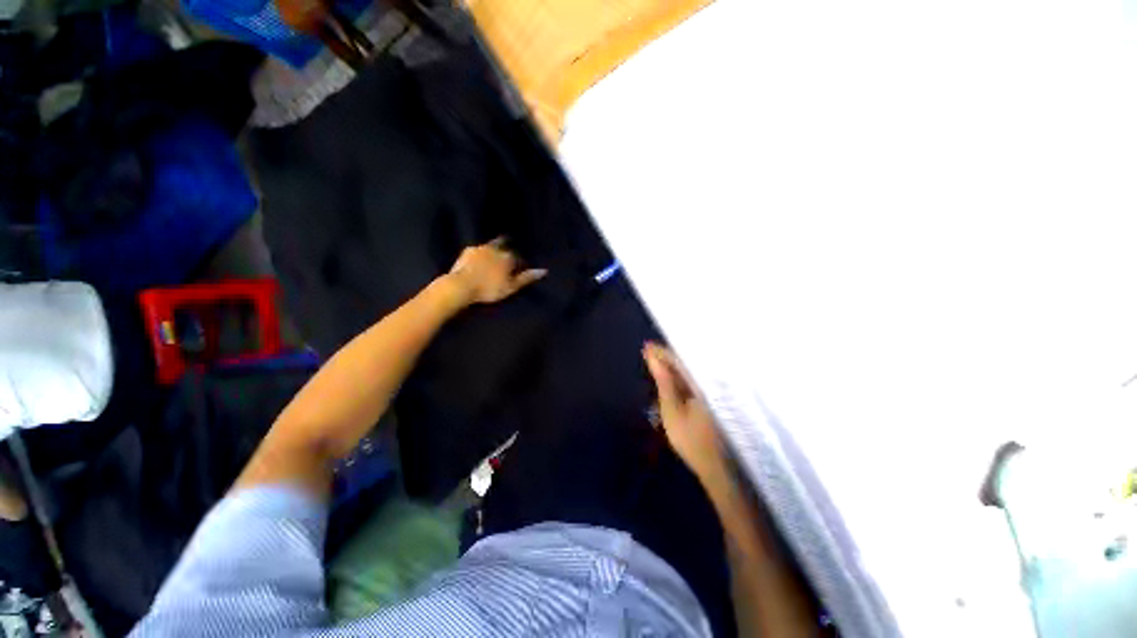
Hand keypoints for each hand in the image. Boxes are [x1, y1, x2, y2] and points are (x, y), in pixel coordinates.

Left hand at [446, 239, 547, 305]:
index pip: (518, 257)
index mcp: (508, 257)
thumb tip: (544, 270)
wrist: (462, 286)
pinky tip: (478, 259)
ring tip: (493, 257)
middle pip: (505, 245)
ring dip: (494, 249)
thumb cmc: (489, 289)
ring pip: (491, 245)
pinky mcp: (468, 251)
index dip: (519, 262)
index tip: (518, 269)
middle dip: (507, 248)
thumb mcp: (511, 287)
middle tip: (506, 256)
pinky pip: (478, 249)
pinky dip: (481, 253)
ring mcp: (481, 248)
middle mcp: (496, 248)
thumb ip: (526, 278)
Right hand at [644, 342, 724, 482]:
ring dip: (672, 365)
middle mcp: (710, 383)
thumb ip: (664, 382)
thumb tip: (653, 358)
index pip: (680, 360)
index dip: (662, 352)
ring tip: (654, 358)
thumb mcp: (672, 410)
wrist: (714, 466)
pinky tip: (670, 374)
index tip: (646, 346)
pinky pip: (693, 379)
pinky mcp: (711, 398)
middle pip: (687, 362)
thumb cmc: (691, 439)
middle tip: (647, 351)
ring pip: (690, 370)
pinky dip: (680, 376)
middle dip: (666, 356)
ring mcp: (712, 391)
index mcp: (702, 384)